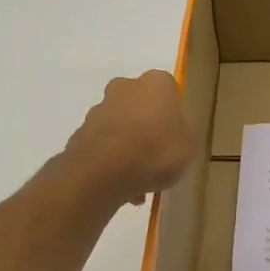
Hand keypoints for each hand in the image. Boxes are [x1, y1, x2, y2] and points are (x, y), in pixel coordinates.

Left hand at [64, 71, 198, 207]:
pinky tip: (121, 187)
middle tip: (156, 154)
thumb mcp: (190, 146)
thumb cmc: (156, 151)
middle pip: (139, 105)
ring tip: (139, 180)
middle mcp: (124, 87)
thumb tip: (175, 133)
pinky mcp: (79, 134)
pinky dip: (111, 162)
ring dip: (127, 147)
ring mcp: (98, 110)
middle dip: (146, 126)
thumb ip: (183, 134)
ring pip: (119, 127)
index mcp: (156, 83)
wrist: (104, 173)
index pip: (169, 90)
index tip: (176, 135)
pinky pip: (103, 147)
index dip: (173, 114)